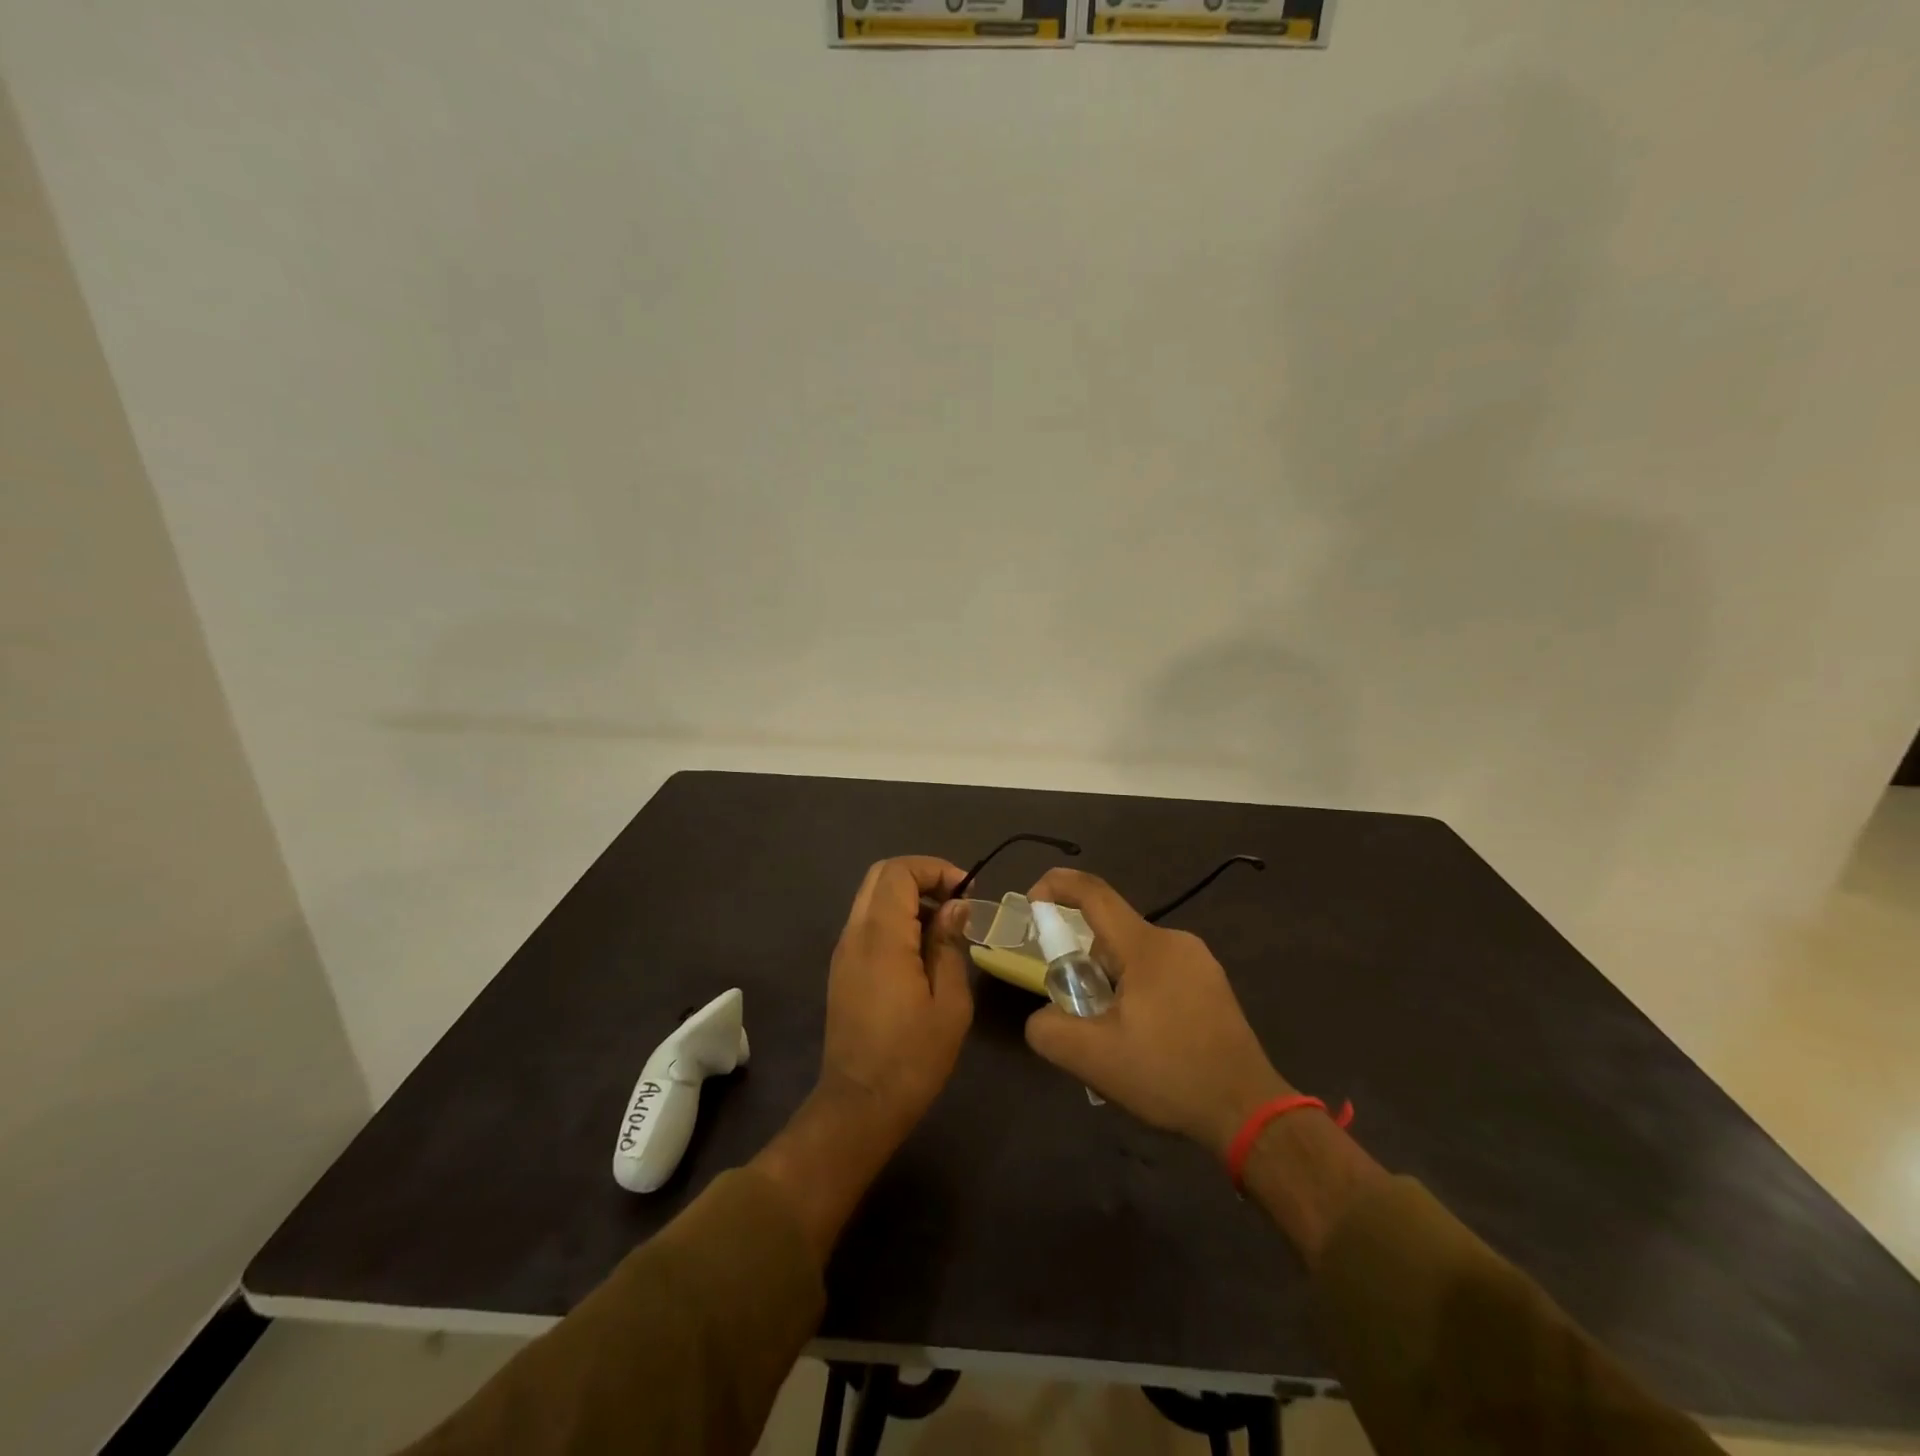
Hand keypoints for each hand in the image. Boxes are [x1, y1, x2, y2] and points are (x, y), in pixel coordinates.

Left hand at [756, 857, 972, 1264]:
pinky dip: (895, 918)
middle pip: (881, 876)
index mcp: (881, 937)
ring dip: (908, 897)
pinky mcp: (842, 969)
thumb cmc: (913, 1057)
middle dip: (921, 876)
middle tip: (957, 900)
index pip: (899, 872)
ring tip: (945, 925)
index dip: (935, 869)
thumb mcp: (949, 1002)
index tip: (967, 891)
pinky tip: (922, 949)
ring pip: (871, 898)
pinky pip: (867, 923)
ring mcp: (844, 951)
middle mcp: (855, 934)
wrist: (860, 1105)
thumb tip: (955, 906)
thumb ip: (950, 945)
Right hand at [1022, 868, 1291, 1156]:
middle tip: (1075, 1009)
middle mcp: (1175, 941)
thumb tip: (1043, 1015)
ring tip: (1113, 1036)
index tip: (1032, 903)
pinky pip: (1159, 972)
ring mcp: (1199, 962)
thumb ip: (1049, 1029)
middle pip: (1111, 934)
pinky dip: (1137, 992)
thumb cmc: (1169, 1075)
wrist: (1248, 1111)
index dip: (1058, 887)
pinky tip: (1144, 1039)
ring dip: (1111, 983)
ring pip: (1135, 956)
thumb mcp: (1093, 1059)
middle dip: (1083, 963)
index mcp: (1146, 947)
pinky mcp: (1212, 985)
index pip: (1094, 895)